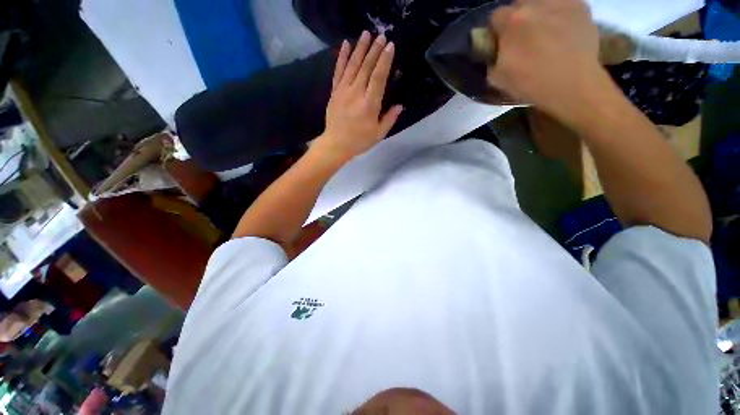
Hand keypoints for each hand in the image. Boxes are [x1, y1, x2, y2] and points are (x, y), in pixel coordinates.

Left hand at [313, 31, 402, 162]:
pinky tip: (345, 45)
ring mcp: (344, 90)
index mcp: (370, 104)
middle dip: (375, 50)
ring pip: (353, 65)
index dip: (385, 60)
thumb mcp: (378, 134)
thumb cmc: (359, 141)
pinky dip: (342, 57)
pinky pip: (338, 71)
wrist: (336, 144)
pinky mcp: (335, 91)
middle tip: (382, 35)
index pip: (379, 77)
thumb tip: (400, 105)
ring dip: (360, 48)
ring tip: (366, 33)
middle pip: (367, 67)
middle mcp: (357, 93)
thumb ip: (389, 119)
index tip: (390, 46)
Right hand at [487, 0, 604, 120]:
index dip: (497, 30)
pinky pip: (564, 5)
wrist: (573, 86)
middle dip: (518, 18)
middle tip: (524, 37)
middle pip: (520, 3)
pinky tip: (563, 31)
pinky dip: (560, 14)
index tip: (501, 42)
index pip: (496, 16)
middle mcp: (535, 3)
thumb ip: (492, 59)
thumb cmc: (531, 84)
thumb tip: (495, 51)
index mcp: (512, 22)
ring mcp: (561, 2)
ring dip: (539, 13)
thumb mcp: (497, 79)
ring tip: (545, 32)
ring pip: (542, 2)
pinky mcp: (582, 6)